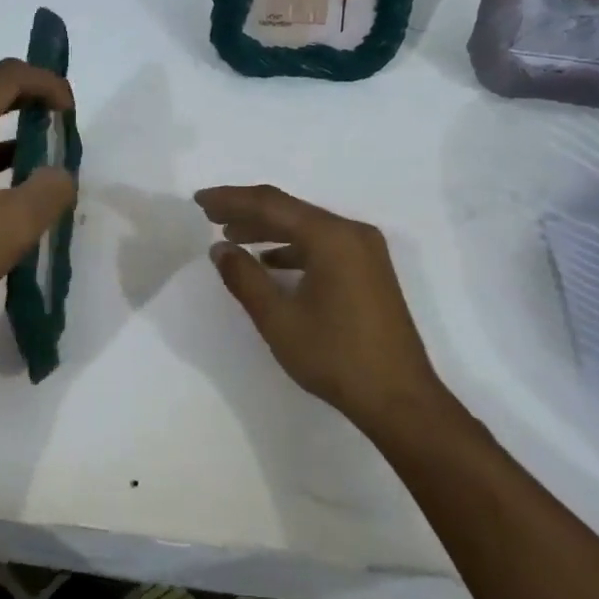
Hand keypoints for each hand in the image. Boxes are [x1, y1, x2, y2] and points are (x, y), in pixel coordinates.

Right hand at [195, 184, 446, 431]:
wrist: (399, 399)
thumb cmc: (335, 356)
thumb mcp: (278, 319)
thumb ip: (244, 278)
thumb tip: (220, 248)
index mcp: (331, 237)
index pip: (271, 204)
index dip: (231, 199)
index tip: (199, 199)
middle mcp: (352, 233)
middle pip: (290, 210)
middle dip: (247, 211)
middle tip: (209, 214)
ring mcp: (365, 251)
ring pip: (306, 227)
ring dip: (268, 229)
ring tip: (231, 236)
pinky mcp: (369, 270)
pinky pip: (323, 245)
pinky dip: (292, 248)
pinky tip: (270, 262)